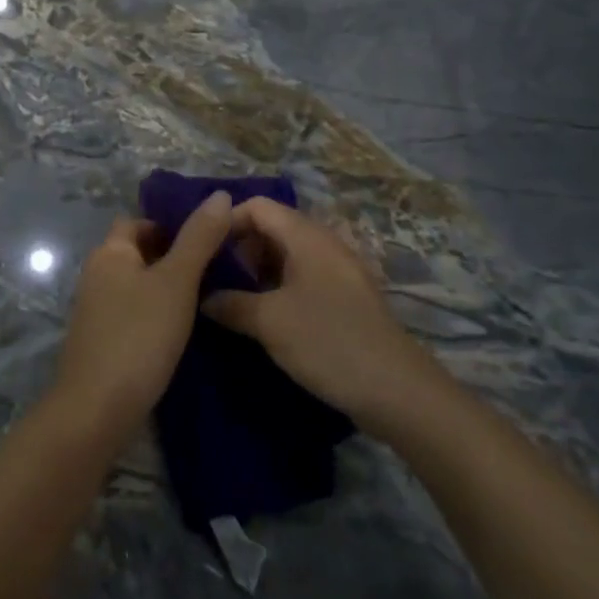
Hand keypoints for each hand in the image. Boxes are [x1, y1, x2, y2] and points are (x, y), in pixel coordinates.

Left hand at [51, 192, 233, 442]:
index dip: (169, 224)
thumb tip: (220, 194)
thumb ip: (198, 239)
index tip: (206, 239)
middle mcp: (96, 274)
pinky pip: (132, 312)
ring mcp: (95, 310)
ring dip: (164, 286)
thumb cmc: (139, 336)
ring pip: (135, 284)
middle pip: (136, 252)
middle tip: (214, 269)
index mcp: (109, 253)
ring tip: (206, 297)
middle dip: (171, 256)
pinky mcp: (100, 340)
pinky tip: (180, 330)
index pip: (137, 222)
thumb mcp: (176, 282)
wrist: (97, 408)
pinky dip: (154, 313)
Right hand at [201, 198, 456, 432]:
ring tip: (231, 301)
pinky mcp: (345, 300)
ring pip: (286, 257)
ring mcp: (338, 273)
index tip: (201, 251)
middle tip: (213, 279)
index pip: (257, 206)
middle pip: (272, 228)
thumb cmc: (328, 342)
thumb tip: (204, 298)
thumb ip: (230, 304)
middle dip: (239, 249)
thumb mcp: (269, 322)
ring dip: (256, 273)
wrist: (398, 392)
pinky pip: (301, 280)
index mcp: (307, 238)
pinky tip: (262, 318)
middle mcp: (324, 246)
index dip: (226, 221)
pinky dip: (277, 290)